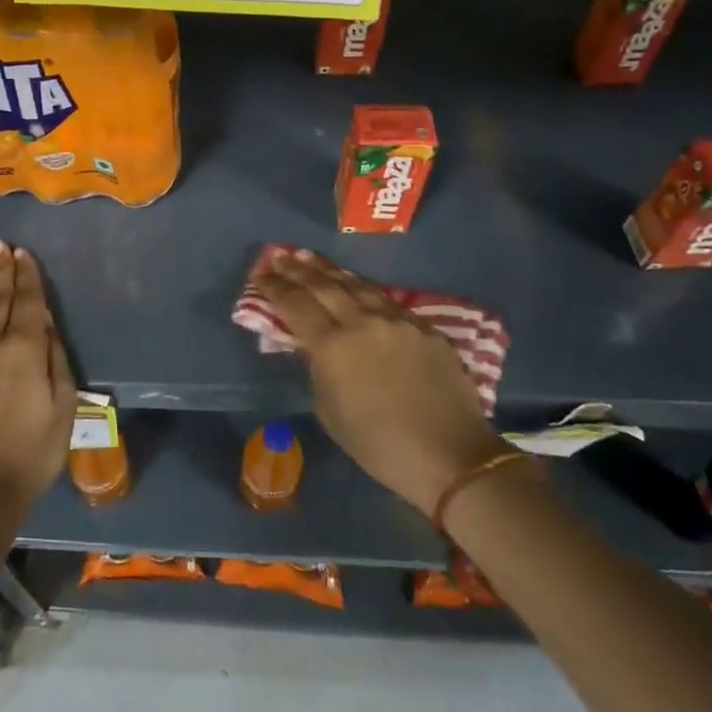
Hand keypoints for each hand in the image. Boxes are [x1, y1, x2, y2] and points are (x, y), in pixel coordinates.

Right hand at [253, 250, 499, 516]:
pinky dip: (362, 288)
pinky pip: (386, 300)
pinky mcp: (423, 326)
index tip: (260, 274)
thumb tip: (313, 345)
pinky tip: (355, 284)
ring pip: (356, 284)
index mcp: (333, 346)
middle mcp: (362, 322)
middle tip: (279, 255)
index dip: (275, 288)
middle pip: (324, 285)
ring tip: (310, 257)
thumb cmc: (380, 446)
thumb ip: (318, 369)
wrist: (451, 456)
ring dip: (329, 270)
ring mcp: (396, 320)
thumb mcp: (331, 412)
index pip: (295, 305)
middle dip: (298, 269)